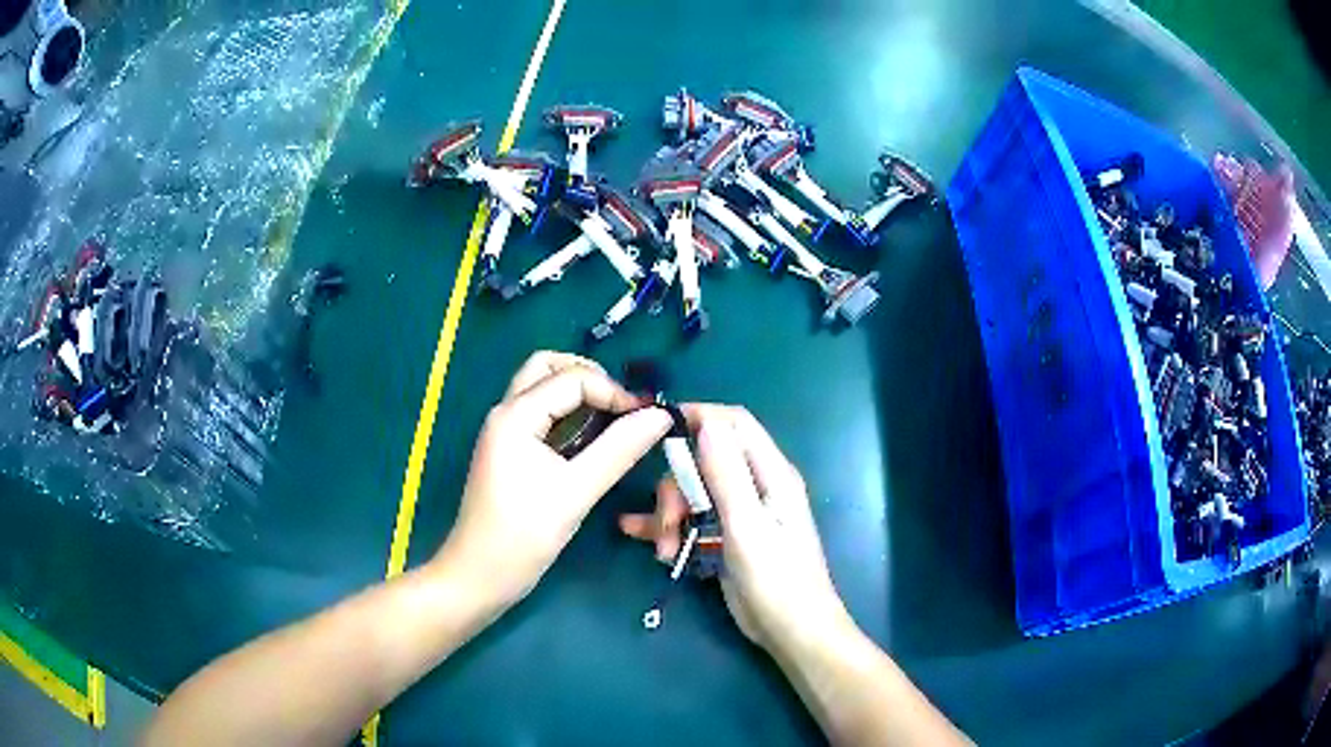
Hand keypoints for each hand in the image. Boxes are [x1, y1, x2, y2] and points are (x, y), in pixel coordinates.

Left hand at [436, 351, 671, 608]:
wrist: (478, 577)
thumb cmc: (522, 537)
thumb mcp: (576, 492)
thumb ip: (619, 450)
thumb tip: (660, 416)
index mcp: (516, 415)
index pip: (572, 378)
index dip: (614, 391)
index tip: (646, 420)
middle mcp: (506, 413)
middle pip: (548, 367)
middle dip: (590, 376)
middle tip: (622, 407)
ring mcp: (504, 432)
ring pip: (542, 389)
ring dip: (578, 392)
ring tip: (613, 420)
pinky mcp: (508, 452)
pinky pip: (540, 415)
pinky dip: (568, 414)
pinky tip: (590, 440)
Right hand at [620, 405, 851, 652]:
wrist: (791, 633)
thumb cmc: (777, 581)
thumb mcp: (747, 527)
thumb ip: (727, 476)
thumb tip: (708, 422)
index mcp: (771, 475)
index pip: (734, 424)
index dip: (699, 417)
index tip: (658, 428)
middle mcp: (756, 486)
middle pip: (705, 460)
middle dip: (677, 484)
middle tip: (668, 521)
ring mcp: (739, 513)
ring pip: (692, 491)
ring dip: (670, 513)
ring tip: (662, 549)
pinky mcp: (725, 537)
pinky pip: (691, 519)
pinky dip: (667, 526)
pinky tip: (639, 537)